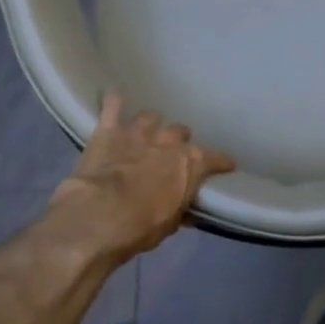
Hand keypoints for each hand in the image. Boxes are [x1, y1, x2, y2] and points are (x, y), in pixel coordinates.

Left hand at [48, 92, 235, 259]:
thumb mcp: (170, 223)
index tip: (225, 166)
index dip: (221, 162)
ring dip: (150, 125)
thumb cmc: (141, 226)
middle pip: (180, 132)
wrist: (99, 216)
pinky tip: (114, 97)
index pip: (215, 158)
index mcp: (190, 164)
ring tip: (145, 133)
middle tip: (171, 153)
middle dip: (177, 141)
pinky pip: (113, 105)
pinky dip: (115, 101)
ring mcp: (138, 132)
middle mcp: (168, 141)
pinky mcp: (109, 130)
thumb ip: (180, 208)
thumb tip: (187, 208)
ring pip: (151, 117)